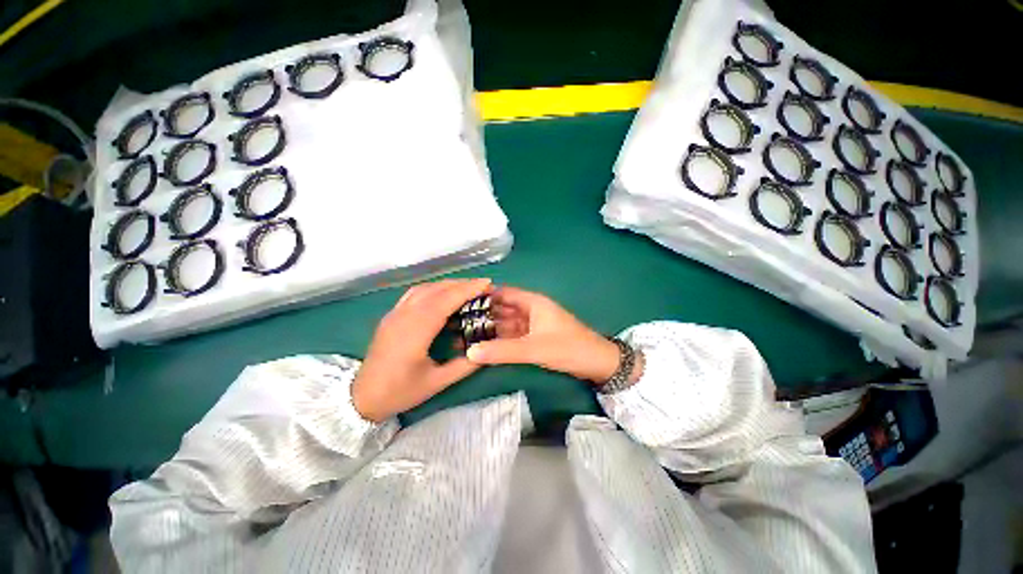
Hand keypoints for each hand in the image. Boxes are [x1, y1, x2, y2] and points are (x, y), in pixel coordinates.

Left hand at [351, 278, 491, 421]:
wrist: (361, 398)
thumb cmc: (400, 392)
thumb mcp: (437, 383)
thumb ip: (465, 365)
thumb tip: (488, 350)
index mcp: (416, 331)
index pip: (445, 301)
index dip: (468, 289)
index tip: (487, 283)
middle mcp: (404, 316)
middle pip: (436, 290)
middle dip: (462, 284)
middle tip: (483, 286)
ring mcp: (395, 314)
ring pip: (424, 288)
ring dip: (448, 285)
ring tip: (467, 289)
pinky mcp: (391, 316)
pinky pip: (415, 294)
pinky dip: (433, 289)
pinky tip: (443, 296)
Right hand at [467, 286, 641, 384]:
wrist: (598, 364)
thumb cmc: (568, 348)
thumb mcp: (534, 349)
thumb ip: (503, 351)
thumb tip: (470, 352)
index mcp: (532, 302)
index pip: (502, 293)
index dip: (482, 296)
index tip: (458, 303)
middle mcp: (530, 310)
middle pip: (502, 309)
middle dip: (481, 315)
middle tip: (455, 322)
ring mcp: (532, 325)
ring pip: (506, 324)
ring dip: (488, 329)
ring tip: (463, 334)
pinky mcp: (534, 338)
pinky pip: (512, 336)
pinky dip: (499, 340)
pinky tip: (483, 345)